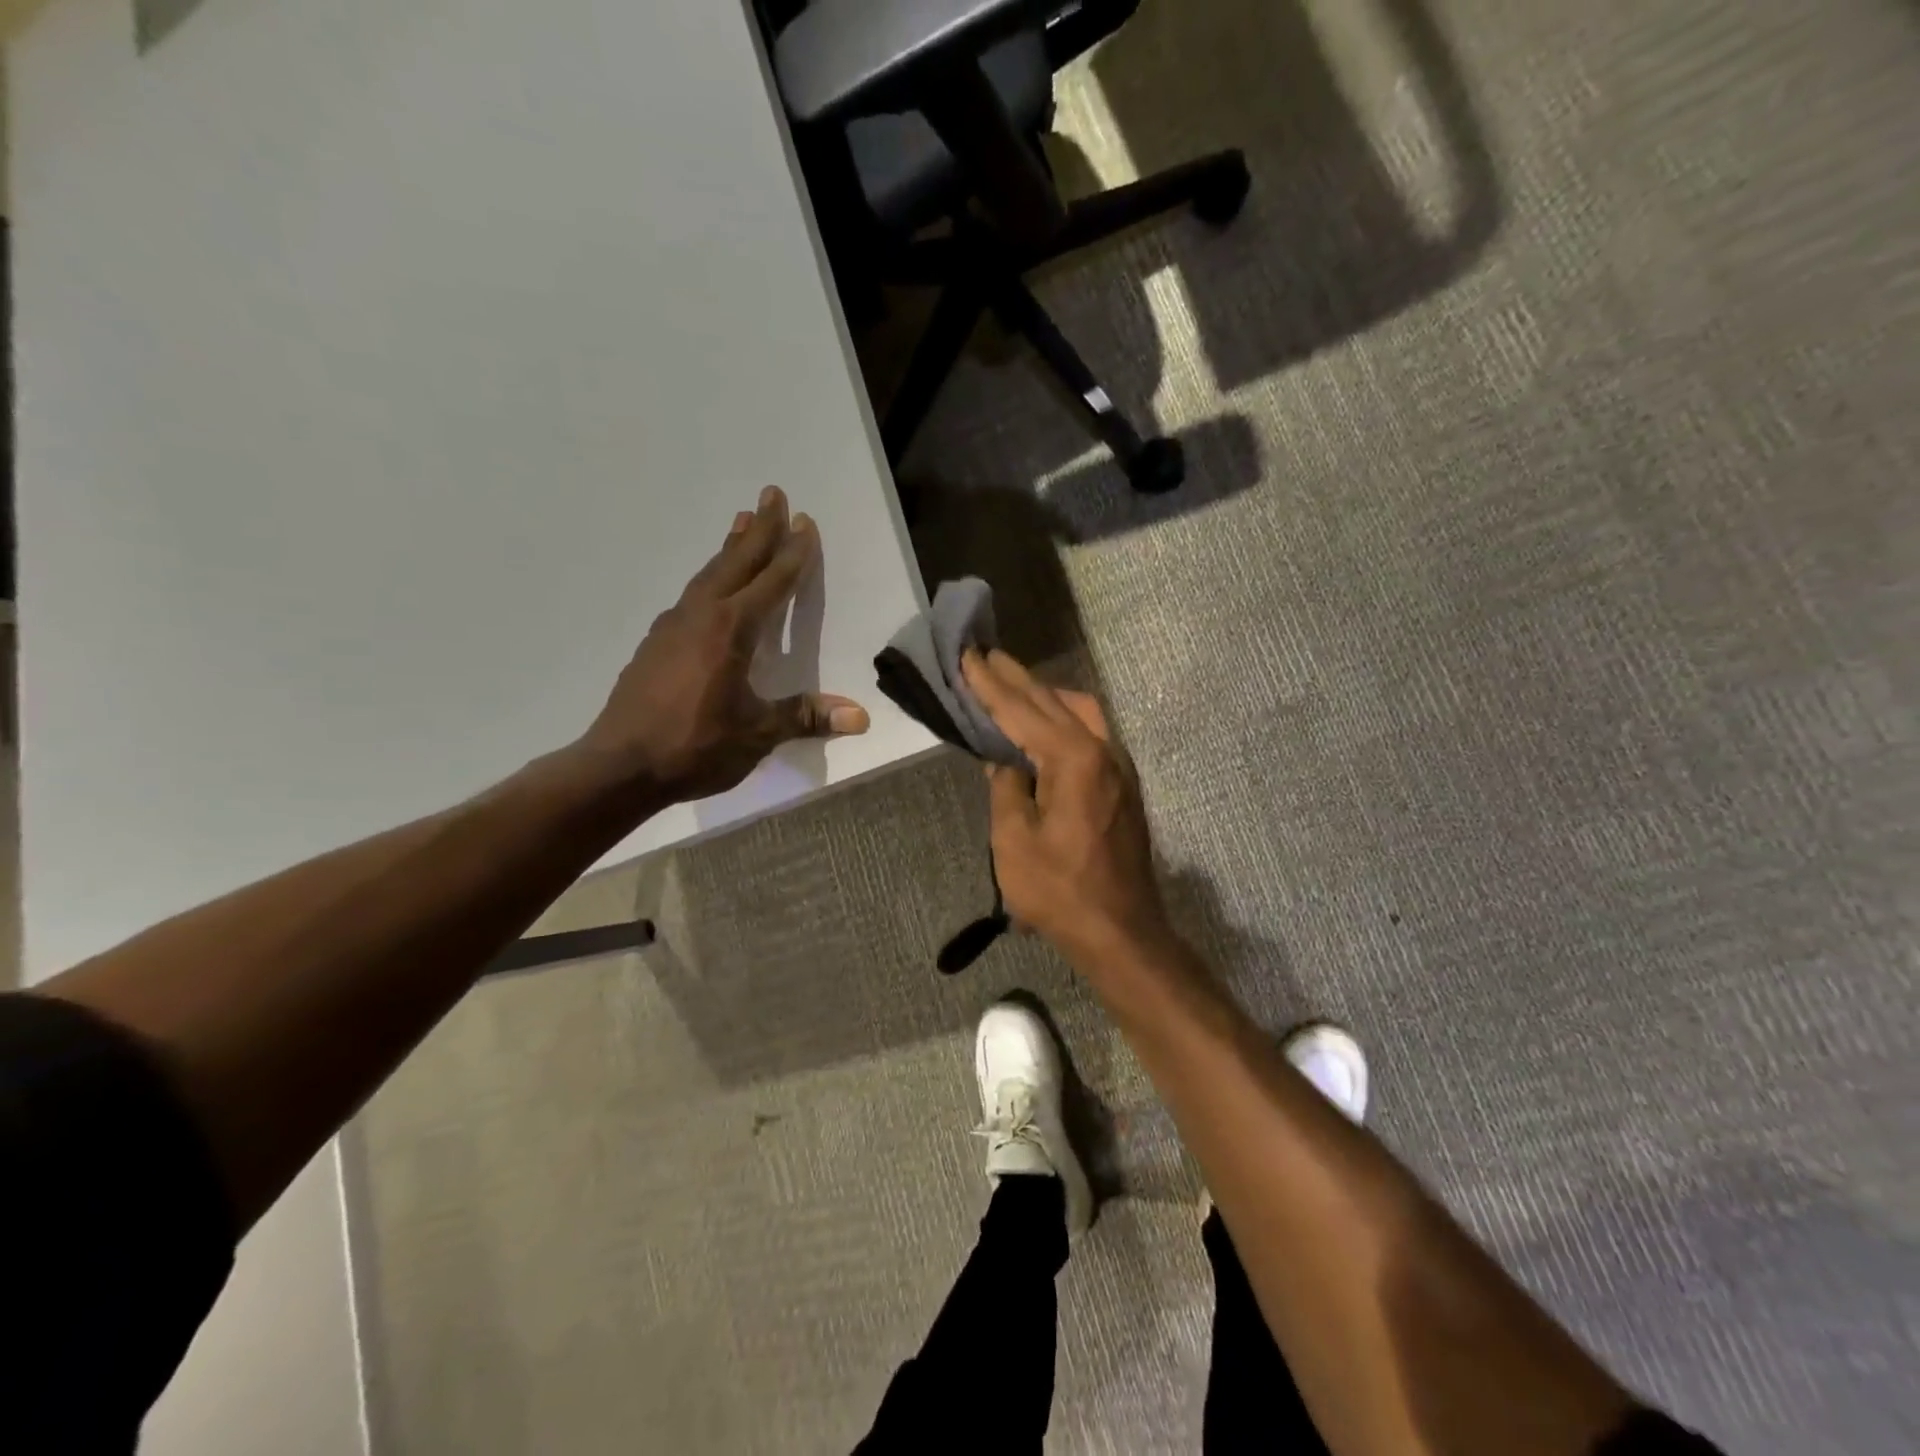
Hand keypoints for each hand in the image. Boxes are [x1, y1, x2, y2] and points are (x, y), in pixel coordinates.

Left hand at [582, 486, 869, 802]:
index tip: (805, 523)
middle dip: (759, 529)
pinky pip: (691, 595)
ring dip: (730, 547)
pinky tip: (708, 587)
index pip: (771, 583)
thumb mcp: (757, 735)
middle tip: (773, 494)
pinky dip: (709, 577)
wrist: (619, 766)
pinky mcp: (655, 643)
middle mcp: (701, 617)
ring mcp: (672, 627)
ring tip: (741, 522)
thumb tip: (861, 717)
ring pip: (709, 574)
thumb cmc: (694, 747)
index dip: (792, 554)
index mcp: (730, 631)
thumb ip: (805, 717)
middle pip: (736, 562)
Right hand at [961, 648, 1170, 962]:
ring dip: (1044, 694)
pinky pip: (1090, 733)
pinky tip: (1045, 724)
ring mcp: (1118, 767)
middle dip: (1017, 678)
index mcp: (1073, 759)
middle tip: (986, 655)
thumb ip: (1006, 788)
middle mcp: (1102, 751)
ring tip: (1012, 685)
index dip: (990, 684)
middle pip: (1054, 701)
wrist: (1120, 931)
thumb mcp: (1014, 841)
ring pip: (1080, 712)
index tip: (967, 655)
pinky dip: (1062, 717)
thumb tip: (1003, 761)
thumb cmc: (1059, 890)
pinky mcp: (1122, 785)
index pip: (1021, 711)